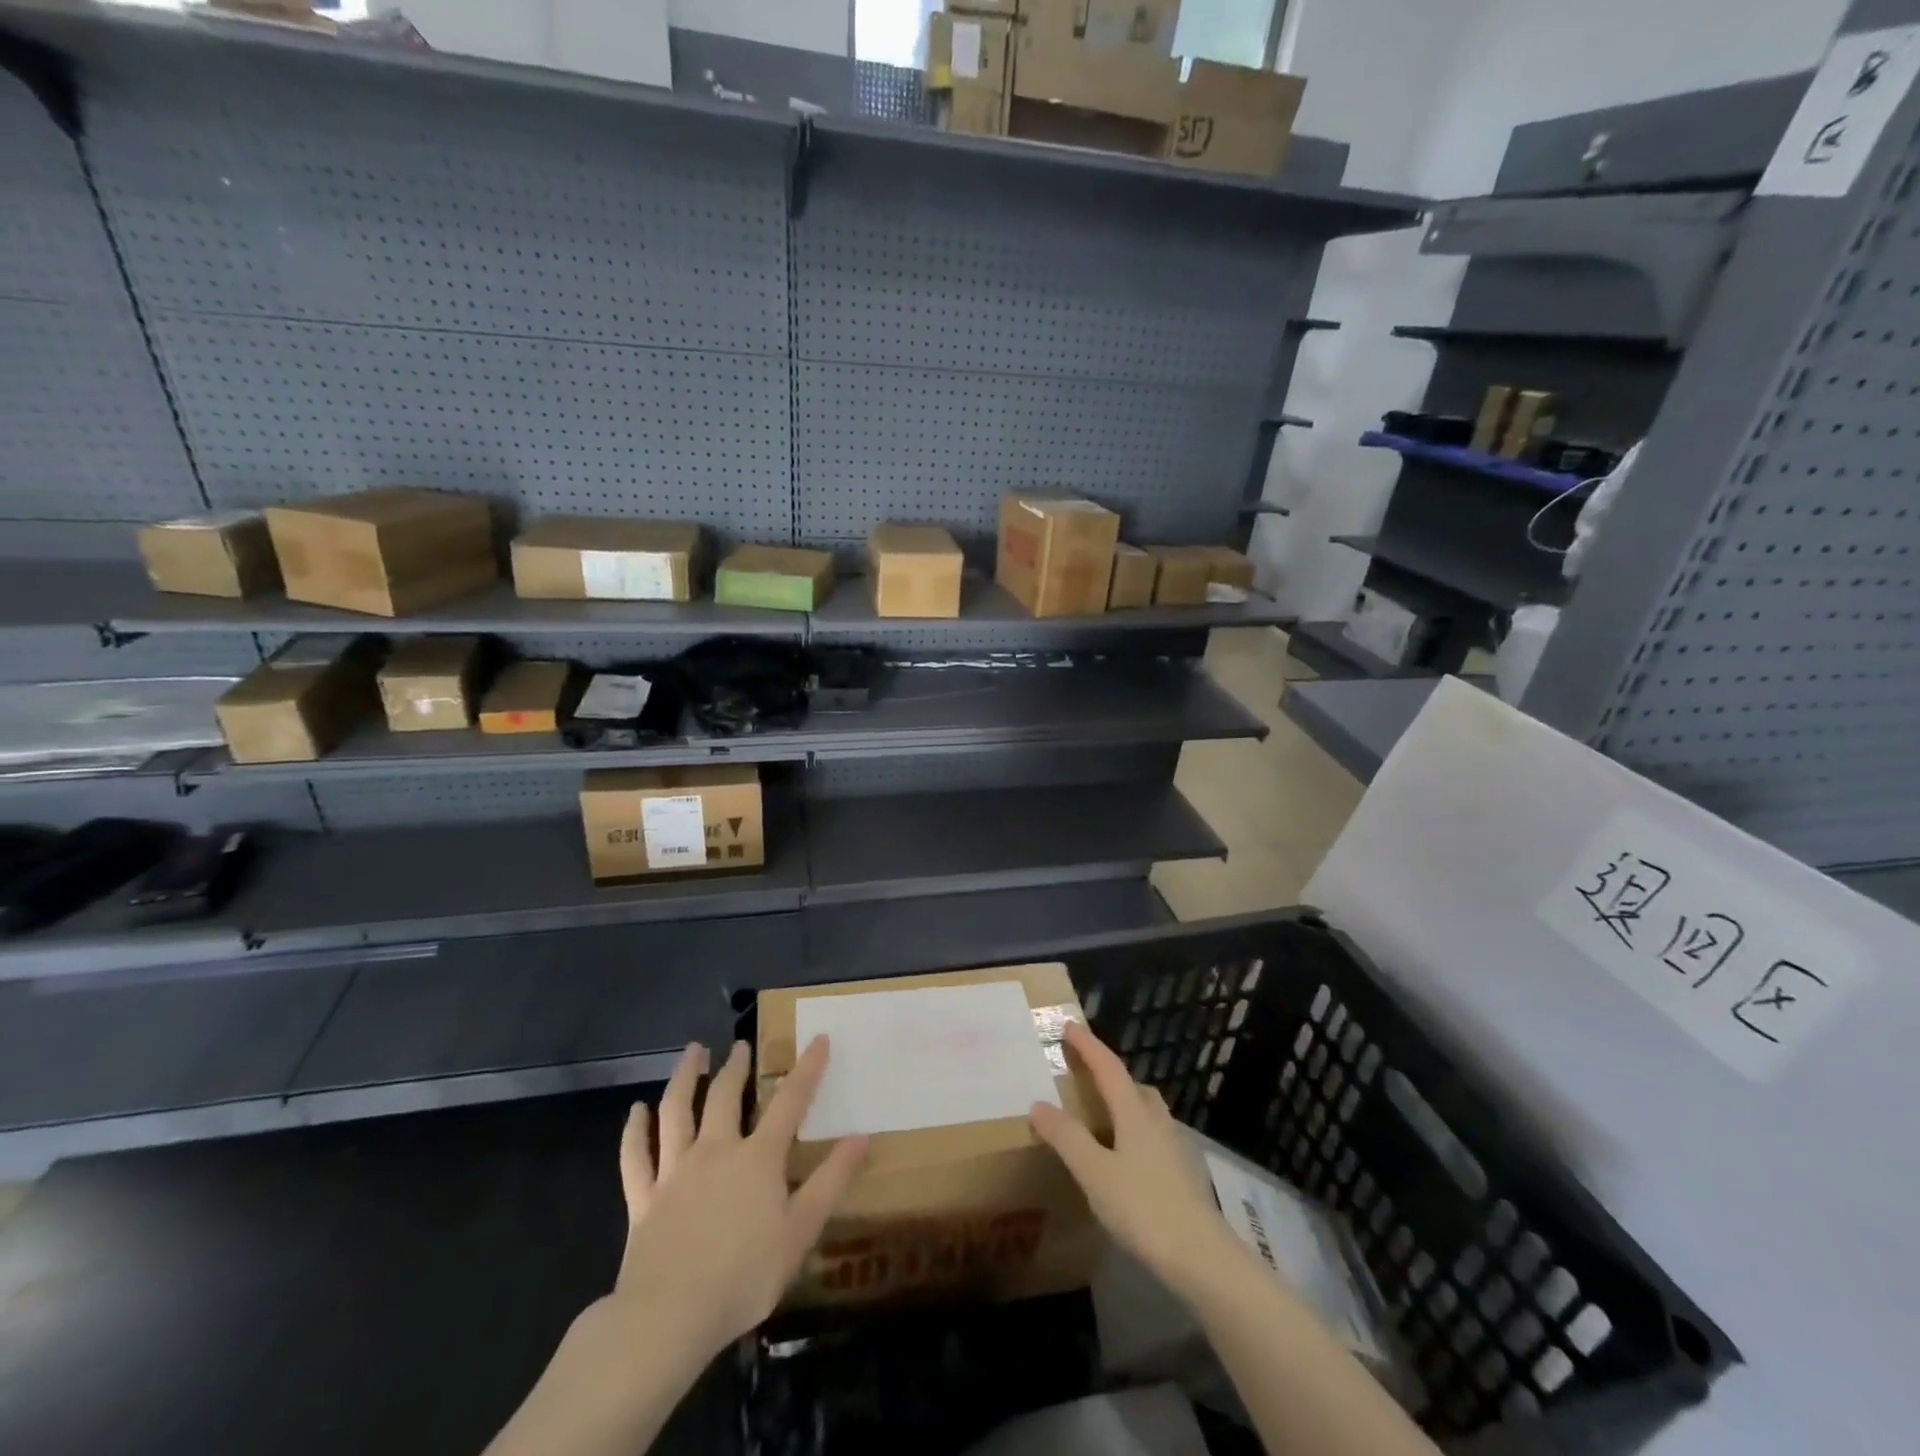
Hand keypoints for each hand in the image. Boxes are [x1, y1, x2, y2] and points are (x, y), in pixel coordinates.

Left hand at [612, 1036, 867, 1357]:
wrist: (669, 1318)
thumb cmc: (744, 1276)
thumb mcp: (801, 1231)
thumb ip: (831, 1181)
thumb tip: (861, 1136)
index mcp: (757, 1157)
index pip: (789, 1101)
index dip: (807, 1068)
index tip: (818, 1038)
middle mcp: (715, 1151)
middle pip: (724, 1096)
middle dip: (735, 1066)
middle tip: (740, 1045)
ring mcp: (675, 1172)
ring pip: (676, 1112)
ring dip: (684, 1077)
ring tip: (692, 1052)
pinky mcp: (644, 1199)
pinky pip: (636, 1157)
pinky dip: (635, 1131)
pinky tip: (636, 1111)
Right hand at [1030, 1019, 1246, 1304]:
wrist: (1202, 1258)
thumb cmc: (1144, 1208)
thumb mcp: (1095, 1173)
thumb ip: (1067, 1137)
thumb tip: (1039, 1104)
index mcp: (1134, 1112)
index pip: (1108, 1067)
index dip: (1088, 1045)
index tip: (1069, 1025)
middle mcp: (1156, 1120)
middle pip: (1131, 1084)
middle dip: (1107, 1071)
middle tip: (1083, 1069)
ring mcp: (1174, 1147)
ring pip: (1146, 1109)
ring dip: (1124, 1098)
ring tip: (1102, 1109)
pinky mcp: (1182, 1173)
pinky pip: (1152, 1134)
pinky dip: (1133, 1128)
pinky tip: (1125, 1153)